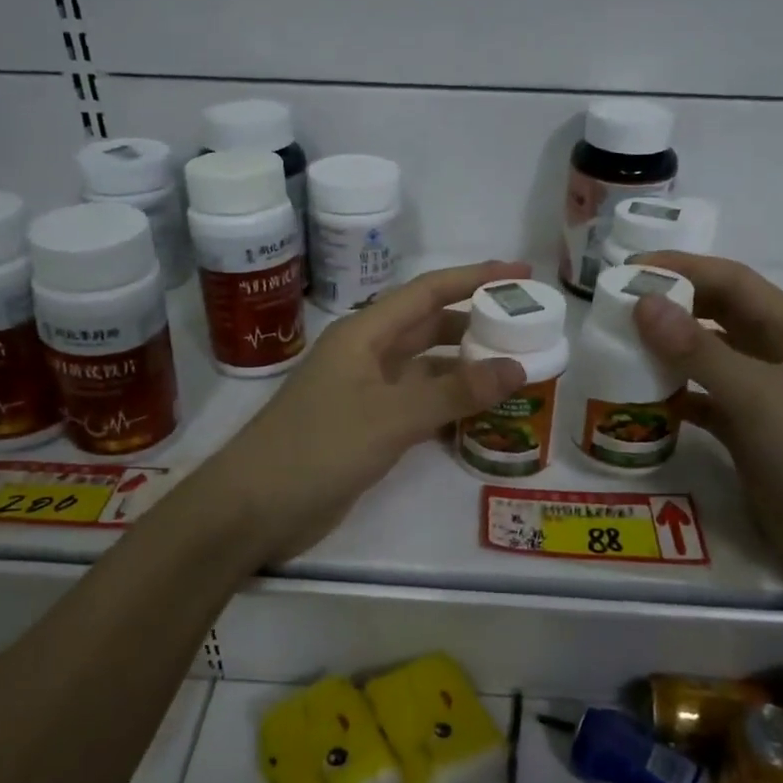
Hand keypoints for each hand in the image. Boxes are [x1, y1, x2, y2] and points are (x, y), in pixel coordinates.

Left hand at [201, 260, 530, 566]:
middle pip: (429, 327)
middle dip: (476, 322)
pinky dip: (449, 404)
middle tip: (528, 327)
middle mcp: (367, 355)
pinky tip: (481, 414)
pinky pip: (418, 404)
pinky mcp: (367, 428)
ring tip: (517, 368)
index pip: (428, 292)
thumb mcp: (391, 416)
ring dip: (466, 367)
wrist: (254, 508)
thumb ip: (454, 392)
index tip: (522, 273)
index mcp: (365, 334)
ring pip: (426, 368)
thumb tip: (517, 367)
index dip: (475, 278)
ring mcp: (366, 393)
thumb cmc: (318, 448)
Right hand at [631, 253, 782, 601]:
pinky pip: (707, 404)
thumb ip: (698, 350)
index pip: (734, 283)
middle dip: (672, 307)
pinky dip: (678, 397)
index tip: (628, 270)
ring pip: (711, 361)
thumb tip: (642, 303)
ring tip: (621, 348)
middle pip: (720, 317)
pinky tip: (646, 400)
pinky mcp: (754, 438)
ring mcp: (770, 401)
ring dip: (670, 352)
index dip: (682, 268)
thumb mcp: (758, 398)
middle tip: (616, 308)